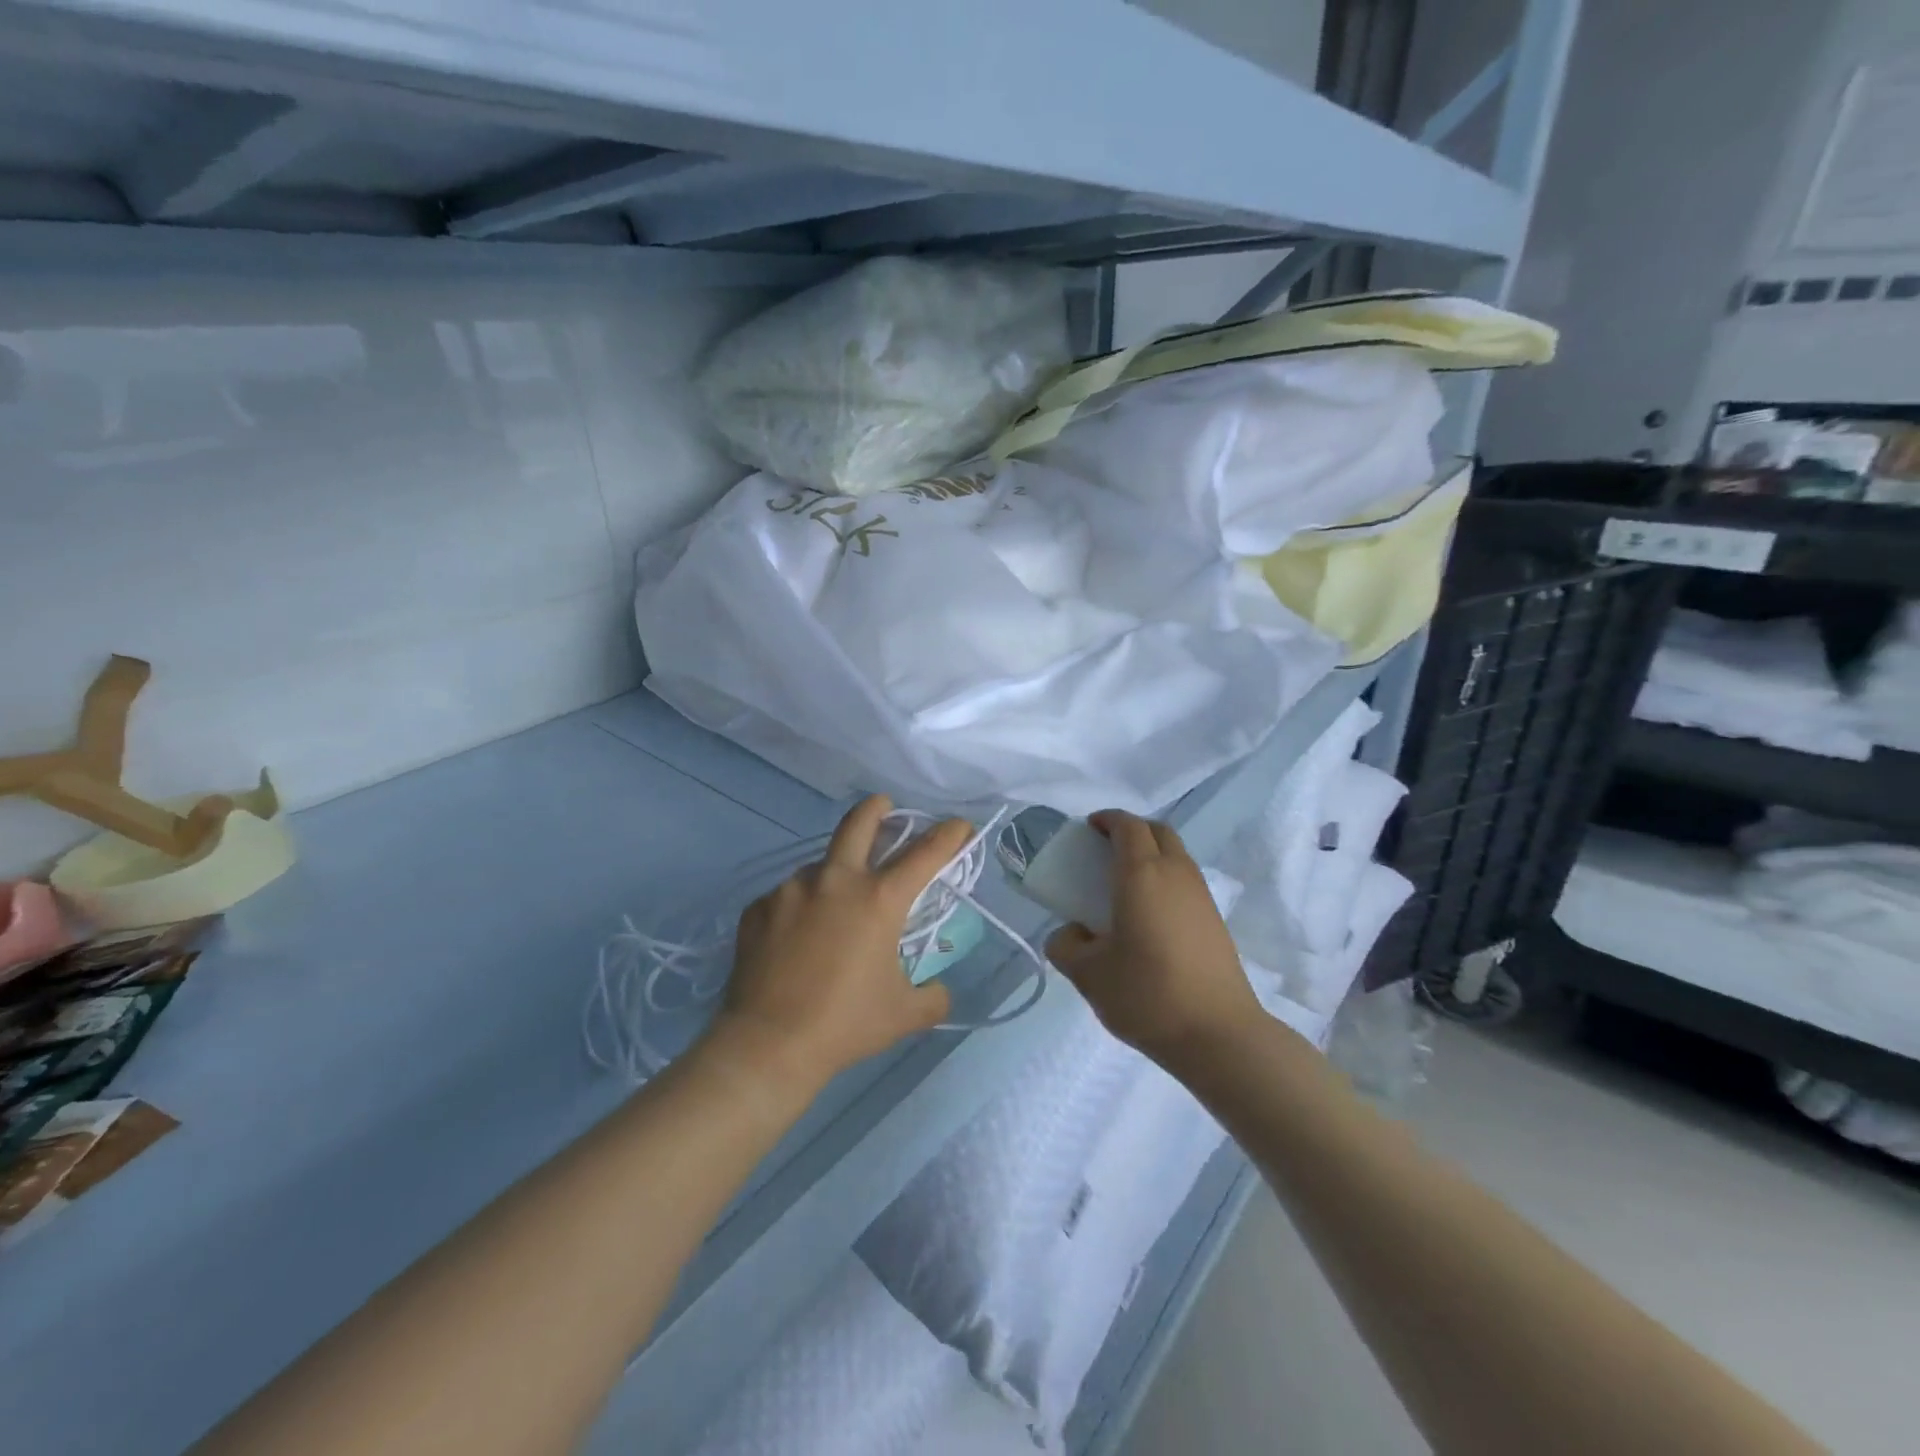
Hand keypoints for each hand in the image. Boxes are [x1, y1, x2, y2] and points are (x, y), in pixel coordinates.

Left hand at [708, 796, 973, 1096]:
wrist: (768, 1044)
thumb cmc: (845, 1024)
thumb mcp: (904, 1014)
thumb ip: (932, 996)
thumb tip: (938, 990)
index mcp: (878, 899)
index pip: (924, 853)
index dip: (948, 835)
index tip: (959, 825)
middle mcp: (835, 881)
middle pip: (858, 823)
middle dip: (877, 809)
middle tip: (884, 808)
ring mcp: (790, 890)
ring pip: (820, 866)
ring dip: (835, 874)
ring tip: (835, 908)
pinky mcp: (758, 908)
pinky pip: (787, 898)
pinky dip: (801, 908)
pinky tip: (797, 937)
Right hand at [1045, 810, 1261, 1069]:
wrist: (1218, 1034)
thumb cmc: (1147, 994)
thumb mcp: (1088, 974)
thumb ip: (1066, 946)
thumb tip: (1072, 933)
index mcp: (1142, 874)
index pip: (1127, 825)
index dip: (1107, 819)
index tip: (1088, 829)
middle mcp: (1176, 874)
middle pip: (1158, 831)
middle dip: (1131, 830)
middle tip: (1106, 850)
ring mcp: (1201, 896)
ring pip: (1176, 855)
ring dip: (1151, 855)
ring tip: (1125, 885)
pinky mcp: (1215, 920)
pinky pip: (1186, 881)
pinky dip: (1166, 879)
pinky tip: (1149, 916)